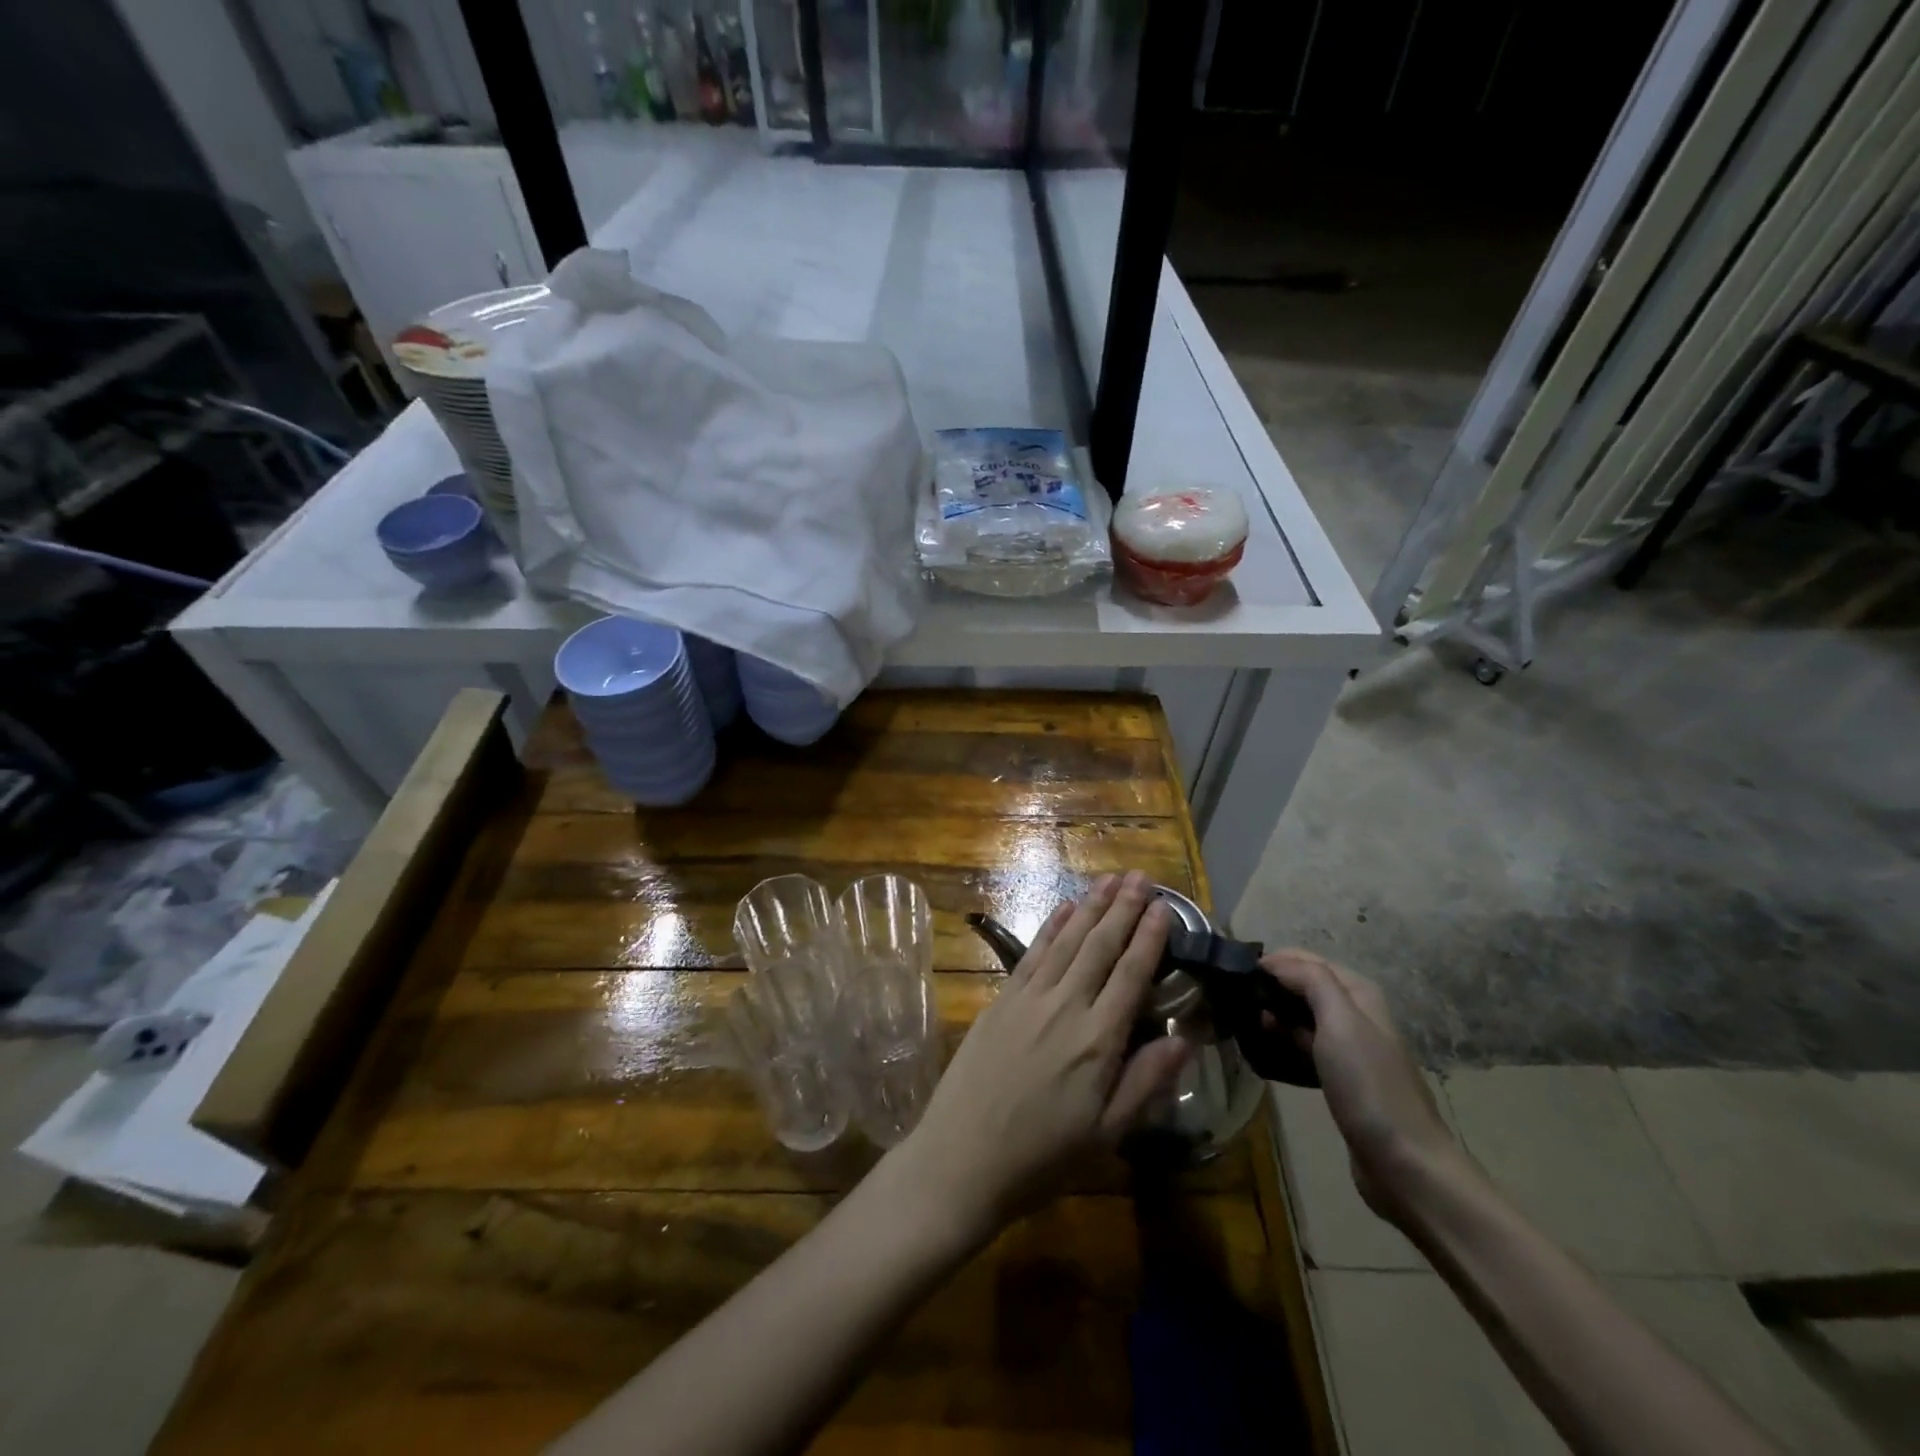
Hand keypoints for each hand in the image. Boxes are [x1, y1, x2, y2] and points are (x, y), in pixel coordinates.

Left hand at [898, 871, 1190, 1241]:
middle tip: (1140, 876)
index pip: (1131, 974)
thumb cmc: (1042, 1157)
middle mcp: (1066, 1006)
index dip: (1149, 937)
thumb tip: (1185, 1037)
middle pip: (1100, 946)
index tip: (1164, 907)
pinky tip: (1063, 909)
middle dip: (1122, 908)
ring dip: (1089, 907)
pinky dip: (1050, 927)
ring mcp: (1029, 998)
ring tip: (1108, 880)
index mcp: (1098, 1040)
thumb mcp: (1107, 1134)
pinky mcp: (1001, 1000)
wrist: (962, 1158)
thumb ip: (1146, 1082)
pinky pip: (1031, 953)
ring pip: (1067, 941)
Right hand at [1261, 951, 1463, 1226]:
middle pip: (1305, 987)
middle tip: (1231, 995)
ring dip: (1274, 1015)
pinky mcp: (1341, 1079)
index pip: (1308, 960)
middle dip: (1271, 986)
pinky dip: (1283, 1042)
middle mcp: (1356, 1015)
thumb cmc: (1369, 1085)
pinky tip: (1262, 1050)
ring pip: (1303, 1018)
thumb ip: (1311, 981)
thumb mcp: (1340, 1022)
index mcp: (1360, 994)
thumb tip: (1275, 962)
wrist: (1404, 1163)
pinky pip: (1305, 1048)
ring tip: (1240, 1020)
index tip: (1235, 970)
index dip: (1274, 960)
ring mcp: (1350, 1049)